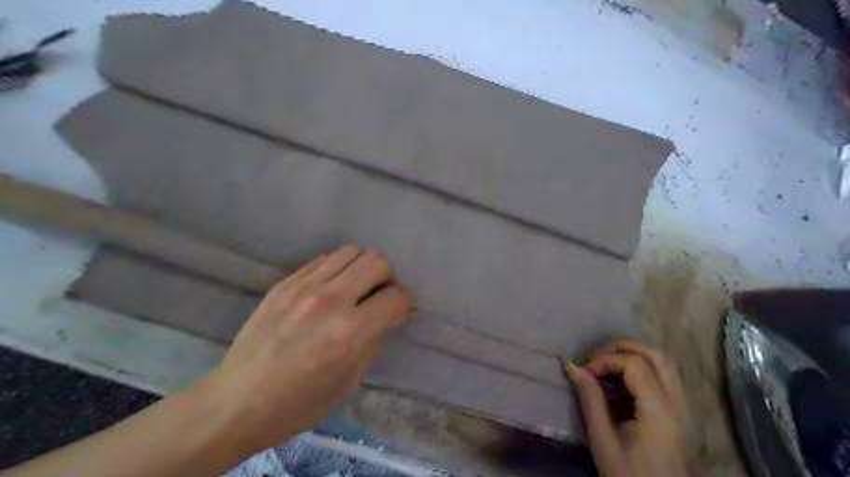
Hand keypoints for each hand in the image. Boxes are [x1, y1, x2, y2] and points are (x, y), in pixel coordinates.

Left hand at [197, 245, 415, 454]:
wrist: (235, 402)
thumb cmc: (297, 405)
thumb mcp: (348, 383)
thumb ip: (372, 343)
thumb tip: (384, 318)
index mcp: (350, 332)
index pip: (396, 296)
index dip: (403, 304)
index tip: (396, 313)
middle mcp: (330, 300)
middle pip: (377, 261)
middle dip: (387, 278)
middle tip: (378, 297)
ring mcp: (303, 287)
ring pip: (350, 251)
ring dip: (361, 268)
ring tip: (354, 289)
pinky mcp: (283, 283)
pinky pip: (322, 260)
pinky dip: (336, 269)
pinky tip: (328, 290)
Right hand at [563, 341, 688, 474]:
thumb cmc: (627, 476)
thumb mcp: (602, 440)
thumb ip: (590, 399)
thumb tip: (572, 366)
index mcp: (659, 411)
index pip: (634, 364)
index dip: (605, 360)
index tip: (583, 372)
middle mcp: (677, 404)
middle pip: (655, 356)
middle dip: (621, 348)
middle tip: (595, 358)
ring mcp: (682, 409)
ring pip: (664, 364)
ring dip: (634, 355)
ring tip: (607, 364)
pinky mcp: (680, 414)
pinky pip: (665, 377)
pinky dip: (643, 367)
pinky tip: (622, 381)